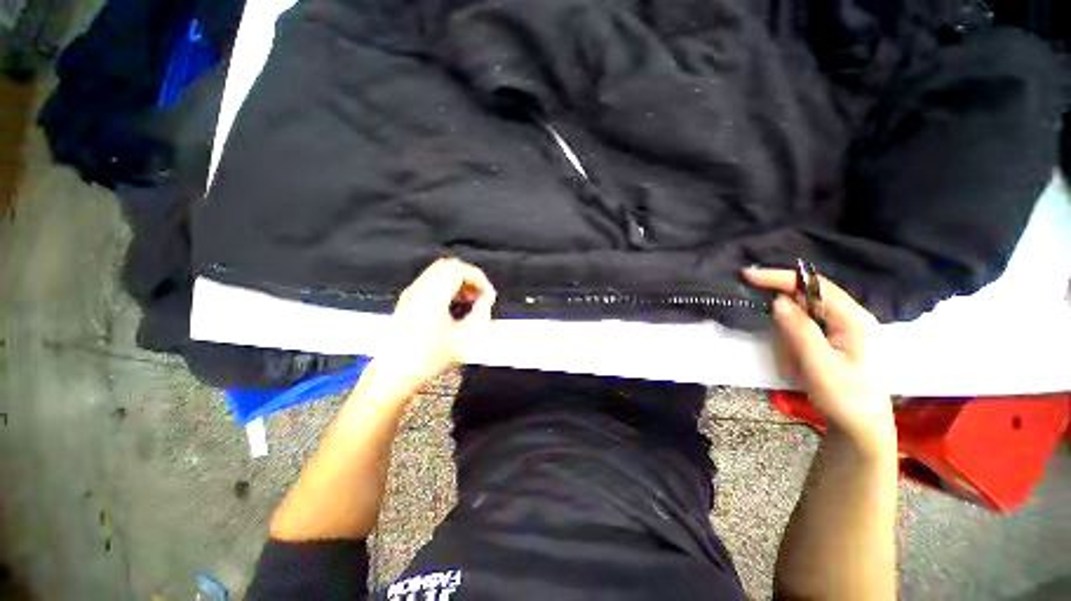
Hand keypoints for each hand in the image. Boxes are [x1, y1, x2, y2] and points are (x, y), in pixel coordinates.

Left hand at [373, 258, 496, 393]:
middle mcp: (419, 290)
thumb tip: (486, 300)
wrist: (395, 374)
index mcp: (433, 296)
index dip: (479, 278)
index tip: (488, 294)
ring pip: (440, 272)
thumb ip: (481, 314)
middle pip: (448, 266)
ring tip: (470, 301)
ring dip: (459, 282)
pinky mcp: (408, 301)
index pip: (459, 269)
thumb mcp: (464, 339)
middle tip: (480, 295)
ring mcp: (411, 294)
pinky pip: (432, 282)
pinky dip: (448, 287)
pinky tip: (455, 306)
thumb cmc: (428, 359)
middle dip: (469, 277)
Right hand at [744, 267, 893, 452]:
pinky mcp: (832, 338)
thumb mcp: (820, 366)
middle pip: (806, 300)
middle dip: (785, 322)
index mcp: (854, 320)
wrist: (860, 427)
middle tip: (786, 353)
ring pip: (800, 318)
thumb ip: (800, 331)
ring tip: (796, 368)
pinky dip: (791, 345)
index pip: (816, 286)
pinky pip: (801, 331)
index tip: (749, 275)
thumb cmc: (845, 398)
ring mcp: (841, 328)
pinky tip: (799, 366)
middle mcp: (850, 317)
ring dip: (788, 339)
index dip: (782, 278)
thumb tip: (778, 300)